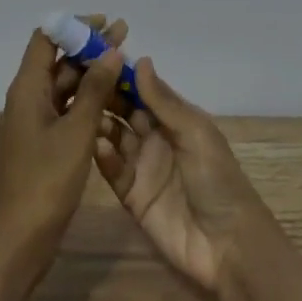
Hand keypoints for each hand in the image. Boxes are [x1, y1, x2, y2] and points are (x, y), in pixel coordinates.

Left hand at [0, 23, 126, 279]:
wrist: (21, 238)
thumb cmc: (47, 181)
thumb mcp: (77, 132)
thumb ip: (95, 89)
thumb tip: (111, 50)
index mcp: (26, 89)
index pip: (46, 39)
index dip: (73, 27)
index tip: (105, 23)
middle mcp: (28, 99)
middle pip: (57, 61)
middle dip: (89, 47)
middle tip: (125, 35)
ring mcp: (35, 122)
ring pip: (65, 86)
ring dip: (92, 73)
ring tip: (126, 63)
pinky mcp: (45, 142)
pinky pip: (67, 109)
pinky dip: (89, 99)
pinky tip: (115, 98)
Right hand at [93, 58, 276, 296]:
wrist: (226, 245)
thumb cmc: (218, 180)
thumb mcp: (196, 134)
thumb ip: (164, 102)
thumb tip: (140, 60)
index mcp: (177, 120)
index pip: (144, 90)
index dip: (122, 75)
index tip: (93, 56)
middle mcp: (157, 138)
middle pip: (124, 111)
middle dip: (103, 96)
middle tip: (75, 81)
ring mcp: (142, 167)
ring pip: (113, 138)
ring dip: (98, 124)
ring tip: (78, 111)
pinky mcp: (131, 195)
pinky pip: (111, 170)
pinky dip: (101, 156)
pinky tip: (92, 145)